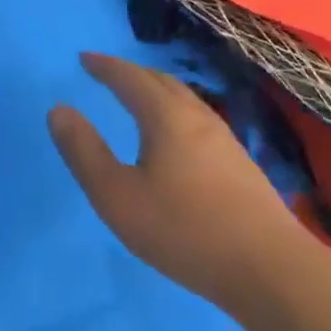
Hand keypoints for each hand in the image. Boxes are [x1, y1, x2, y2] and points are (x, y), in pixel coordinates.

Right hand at [50, 54, 308, 312]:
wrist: (272, 271)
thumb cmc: (185, 230)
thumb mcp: (117, 196)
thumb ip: (84, 152)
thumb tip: (59, 110)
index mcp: (166, 116)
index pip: (130, 78)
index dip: (105, 66)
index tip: (84, 59)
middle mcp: (197, 117)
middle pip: (161, 81)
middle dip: (131, 73)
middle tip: (108, 73)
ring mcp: (225, 140)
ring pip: (184, 100)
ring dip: (156, 90)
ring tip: (139, 99)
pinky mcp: (241, 165)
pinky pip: (198, 120)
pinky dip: (175, 112)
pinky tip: (176, 138)